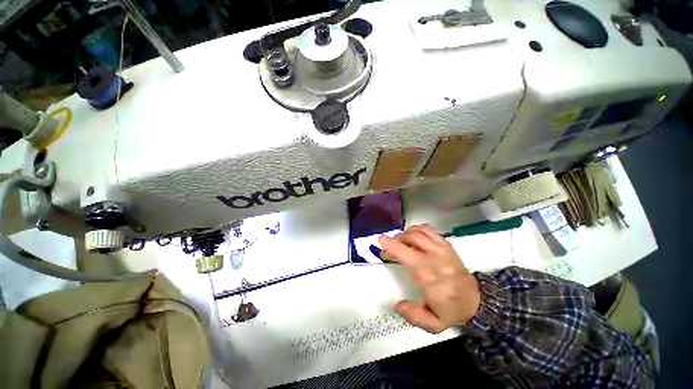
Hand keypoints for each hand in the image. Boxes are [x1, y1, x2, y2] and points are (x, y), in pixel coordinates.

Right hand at [379, 225, 480, 333]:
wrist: (476, 301)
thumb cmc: (451, 310)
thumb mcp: (434, 324)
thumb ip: (414, 316)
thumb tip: (397, 304)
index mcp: (431, 279)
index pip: (409, 257)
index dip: (393, 247)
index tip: (381, 244)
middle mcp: (436, 260)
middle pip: (411, 240)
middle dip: (394, 241)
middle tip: (387, 250)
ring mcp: (442, 249)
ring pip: (417, 232)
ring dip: (403, 235)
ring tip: (398, 243)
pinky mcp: (446, 244)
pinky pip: (427, 230)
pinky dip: (415, 230)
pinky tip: (410, 237)